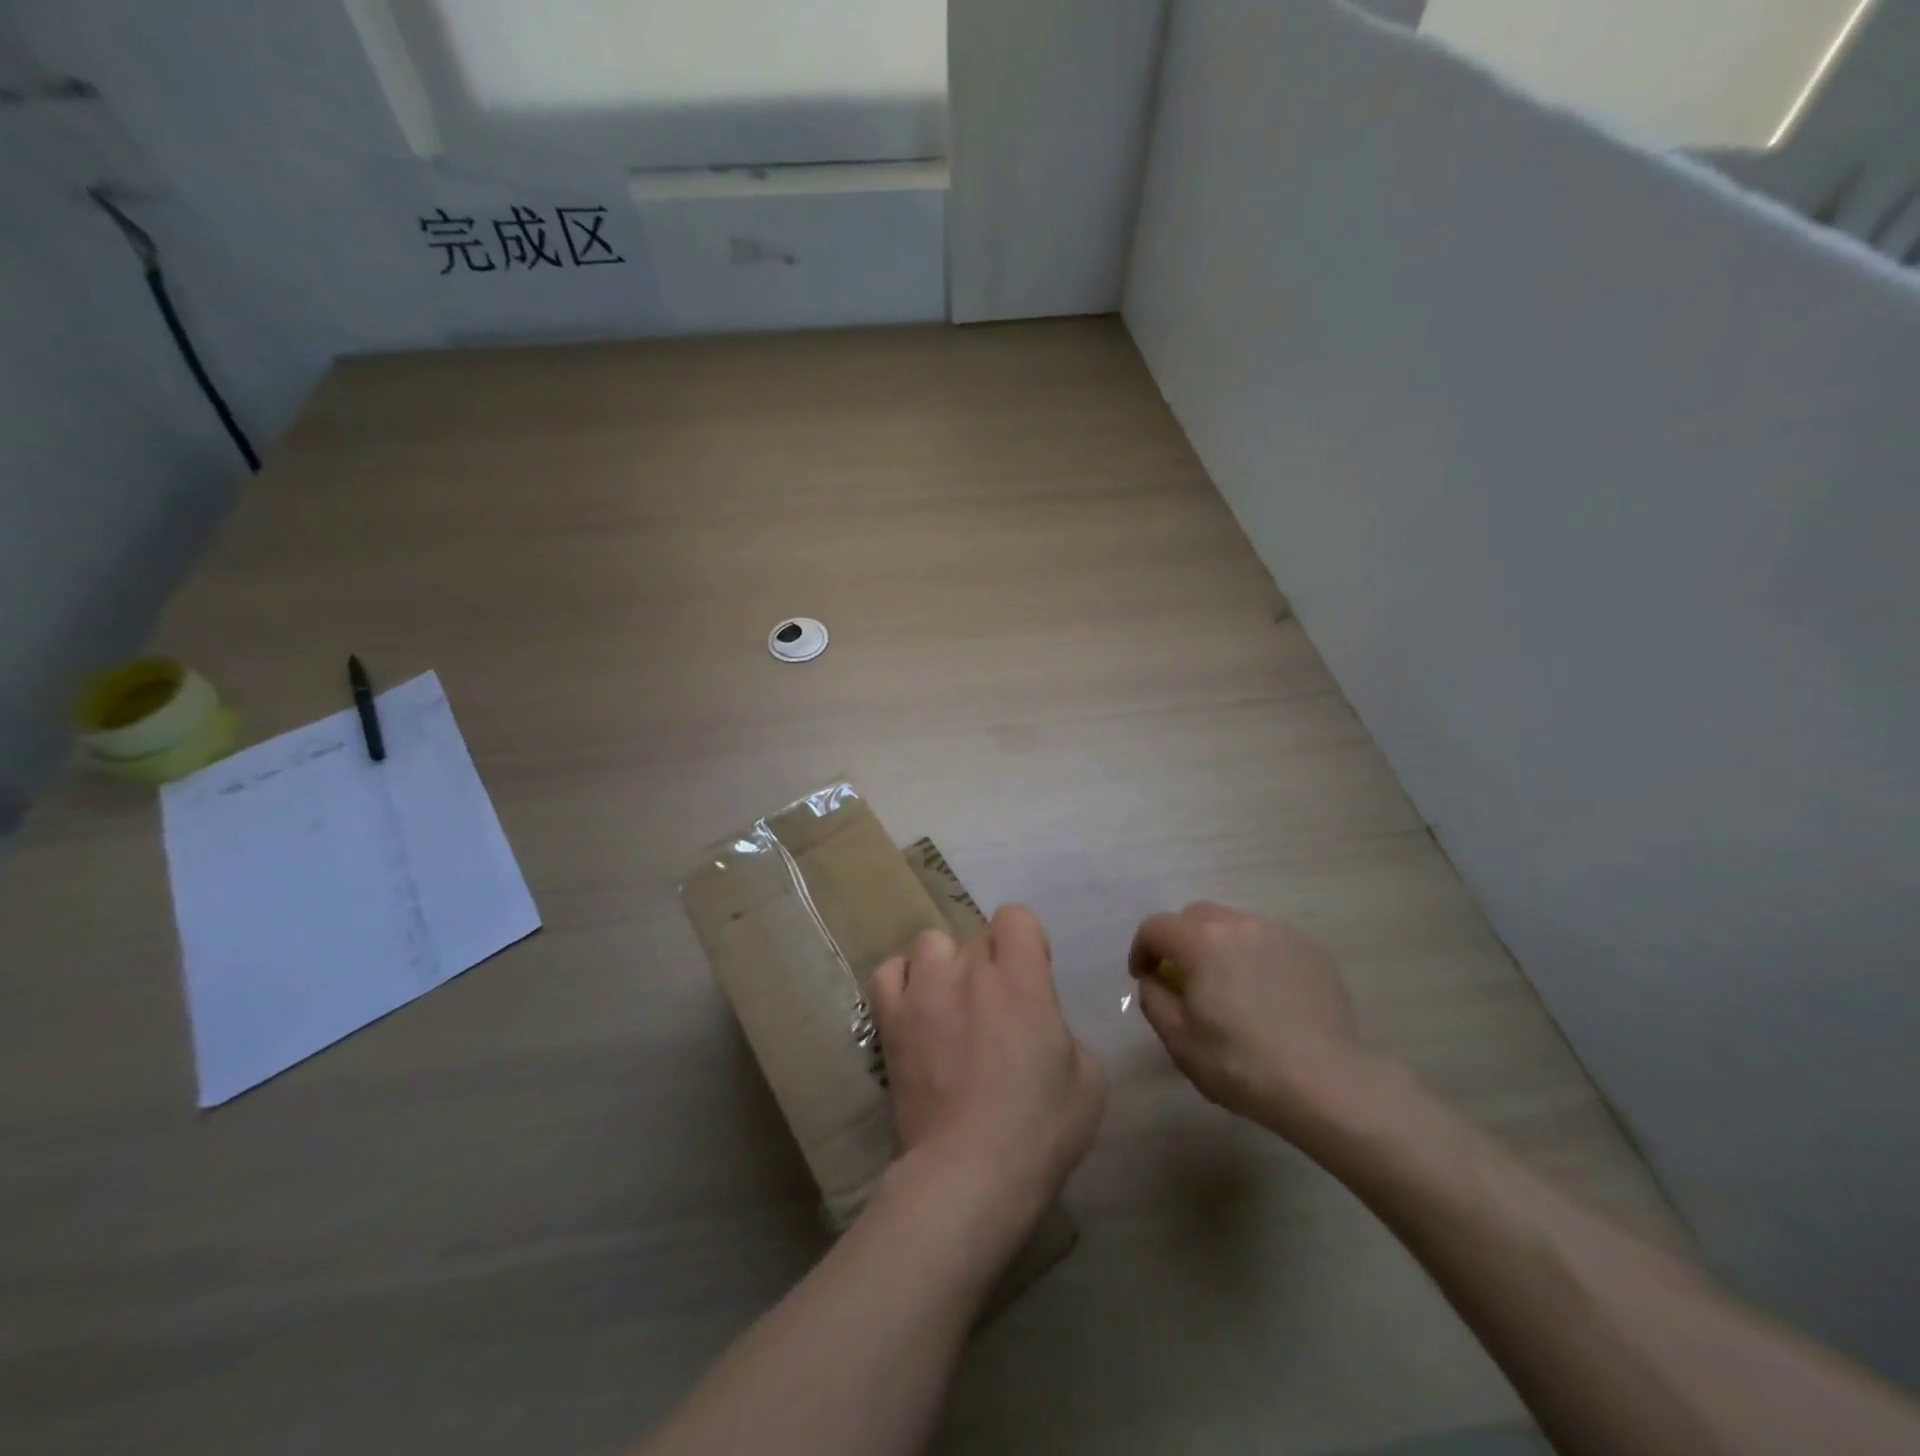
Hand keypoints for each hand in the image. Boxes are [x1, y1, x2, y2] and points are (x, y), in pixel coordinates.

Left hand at [871, 907, 1105, 1239]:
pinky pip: (888, 973)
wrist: (968, 1172)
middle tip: (997, 1008)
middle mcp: (970, 971)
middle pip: (978, 936)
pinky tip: (916, 1007)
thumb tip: (1041, 1027)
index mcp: (1021, 979)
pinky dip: (902, 981)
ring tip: (951, 1003)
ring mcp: (924, 991)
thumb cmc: (1039, 1129)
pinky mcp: (891, 1020)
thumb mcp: (1088, 1079)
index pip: (1017, 917)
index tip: (1032, 977)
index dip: (1027, 941)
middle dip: (992, 963)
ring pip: (931, 943)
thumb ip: (1064, 1032)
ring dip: (946, 965)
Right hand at [1129, 902, 1372, 1141]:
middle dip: (1180, 940)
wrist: (1326, 1084)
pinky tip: (1265, 994)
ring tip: (1228, 985)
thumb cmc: (1241, 1064)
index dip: (1142, 949)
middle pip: (1195, 916)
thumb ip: (1154, 998)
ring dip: (1219, 946)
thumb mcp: (1178, 1040)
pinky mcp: (1311, 951)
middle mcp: (1239, 924)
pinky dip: (1256, 956)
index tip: (1144, 977)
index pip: (1155, 927)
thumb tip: (1156, 979)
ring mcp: (1280, 934)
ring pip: (1235, 925)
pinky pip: (1269, 941)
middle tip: (1184, 978)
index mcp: (1201, 941)